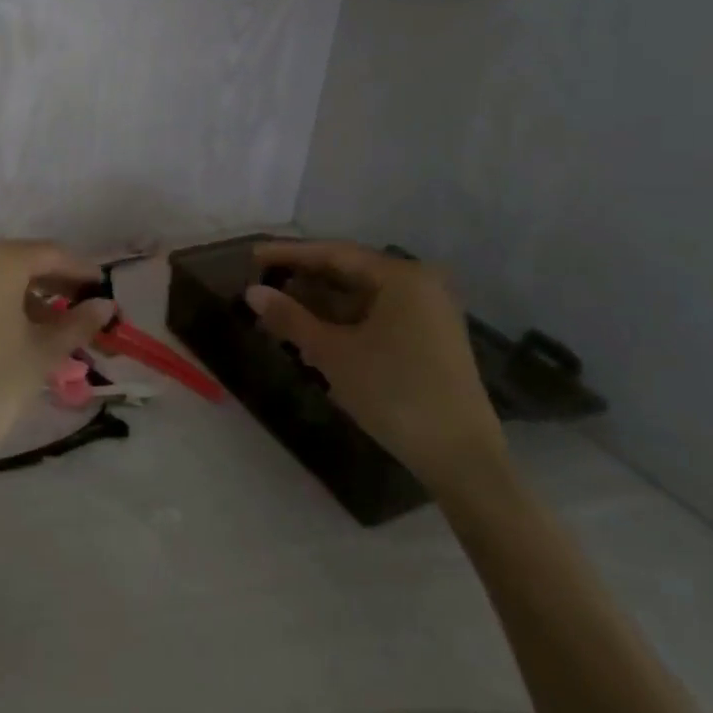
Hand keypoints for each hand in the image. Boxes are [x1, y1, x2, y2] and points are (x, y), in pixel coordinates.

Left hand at [0, 241, 113, 514]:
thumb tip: (105, 305)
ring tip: (39, 326)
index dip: (78, 270)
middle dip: (46, 281)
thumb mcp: (42, 354)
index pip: (49, 254)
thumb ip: (77, 323)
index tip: (99, 288)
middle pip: (14, 261)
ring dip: (14, 294)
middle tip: (74, 306)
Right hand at [246, 240, 504, 498]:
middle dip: (304, 280)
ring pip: (361, 297)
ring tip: (279, 311)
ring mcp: (428, 313)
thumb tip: (251, 293)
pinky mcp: (429, 339)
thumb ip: (291, 318)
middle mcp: (419, 285)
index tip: (252, 256)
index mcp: (401, 277)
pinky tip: (313, 334)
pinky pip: (376, 317)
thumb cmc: (394, 393)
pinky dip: (343, 322)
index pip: (334, 253)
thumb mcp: (334, 354)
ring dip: (320, 304)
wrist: (461, 458)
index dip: (289, 254)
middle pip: (349, 272)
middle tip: (261, 284)